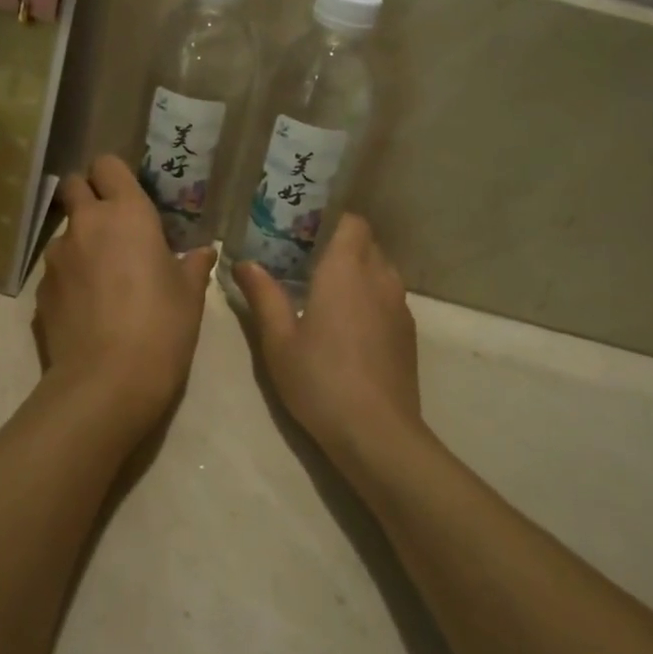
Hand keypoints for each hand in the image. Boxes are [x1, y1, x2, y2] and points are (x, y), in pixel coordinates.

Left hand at [35, 155, 216, 438]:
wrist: (107, 382)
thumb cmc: (161, 327)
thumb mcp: (190, 295)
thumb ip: (194, 265)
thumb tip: (202, 252)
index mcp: (127, 214)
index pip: (107, 165)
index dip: (115, 175)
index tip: (128, 195)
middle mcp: (86, 224)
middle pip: (74, 185)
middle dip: (88, 195)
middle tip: (112, 225)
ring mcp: (57, 256)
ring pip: (65, 231)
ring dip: (81, 240)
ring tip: (103, 275)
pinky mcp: (40, 289)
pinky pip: (56, 269)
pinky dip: (70, 277)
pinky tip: (87, 307)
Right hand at [234, 216, 423, 475]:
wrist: (377, 433)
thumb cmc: (320, 379)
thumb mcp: (279, 340)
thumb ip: (263, 296)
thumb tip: (244, 263)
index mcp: (346, 269)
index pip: (351, 221)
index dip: (330, 220)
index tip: (303, 231)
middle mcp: (378, 277)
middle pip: (366, 242)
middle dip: (339, 244)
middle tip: (305, 260)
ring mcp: (399, 306)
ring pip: (380, 269)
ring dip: (357, 271)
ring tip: (325, 291)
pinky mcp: (407, 333)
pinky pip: (388, 297)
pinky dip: (370, 296)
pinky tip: (348, 325)